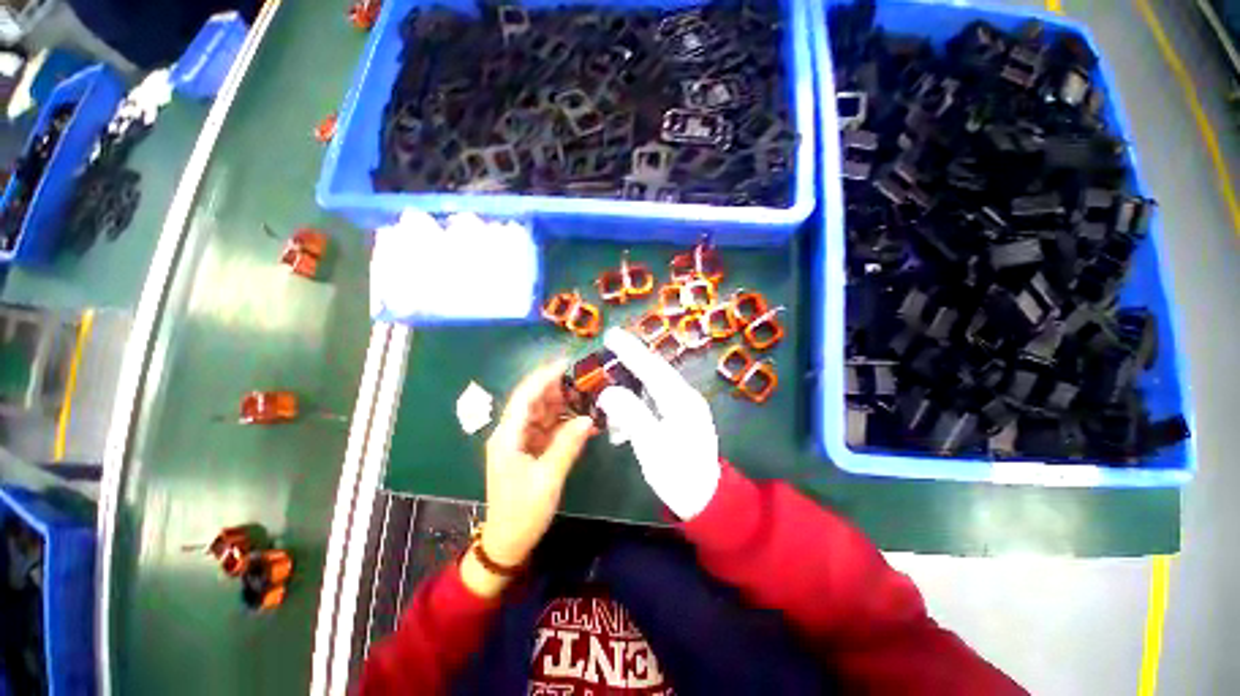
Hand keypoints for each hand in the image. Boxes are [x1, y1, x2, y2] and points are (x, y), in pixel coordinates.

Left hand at [465, 362, 593, 596]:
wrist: (507, 541)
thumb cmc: (524, 511)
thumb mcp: (548, 479)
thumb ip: (567, 446)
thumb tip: (589, 419)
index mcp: (507, 436)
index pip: (525, 396)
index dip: (544, 377)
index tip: (568, 362)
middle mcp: (508, 436)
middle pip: (531, 403)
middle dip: (555, 389)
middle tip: (585, 378)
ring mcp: (516, 447)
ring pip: (538, 418)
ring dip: (559, 407)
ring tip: (587, 395)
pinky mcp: (524, 458)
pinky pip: (542, 434)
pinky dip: (559, 426)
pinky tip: (579, 422)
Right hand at [596, 328, 721, 519]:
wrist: (705, 501)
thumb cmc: (678, 474)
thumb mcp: (650, 445)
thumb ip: (630, 414)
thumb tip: (609, 391)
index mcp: (682, 402)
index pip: (653, 369)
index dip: (631, 352)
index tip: (611, 334)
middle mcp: (686, 401)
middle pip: (655, 375)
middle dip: (630, 365)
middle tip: (605, 354)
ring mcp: (686, 413)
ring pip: (653, 391)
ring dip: (630, 393)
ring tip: (608, 398)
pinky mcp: (682, 425)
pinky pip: (655, 406)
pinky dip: (637, 409)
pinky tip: (622, 427)